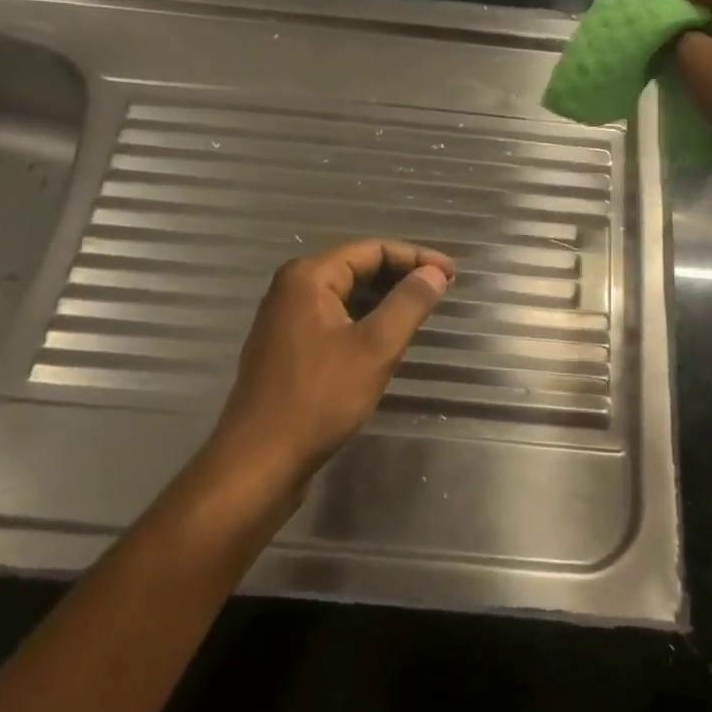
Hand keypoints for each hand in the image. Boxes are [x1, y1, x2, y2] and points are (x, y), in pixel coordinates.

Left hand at [205, 240, 455, 497]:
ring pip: (346, 296)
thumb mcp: (375, 348)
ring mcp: (285, 320)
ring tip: (421, 313)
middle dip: (401, 277)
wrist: (259, 462)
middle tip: (442, 291)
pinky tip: (386, 340)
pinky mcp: (286, 349)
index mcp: (308, 277)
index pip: (372, 249)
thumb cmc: (319, 398)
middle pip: (357, 268)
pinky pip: (334, 320)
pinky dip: (364, 322)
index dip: (416, 258)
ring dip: (384, 300)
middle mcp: (291, 289)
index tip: (452, 275)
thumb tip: (434, 273)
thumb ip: (408, 304)